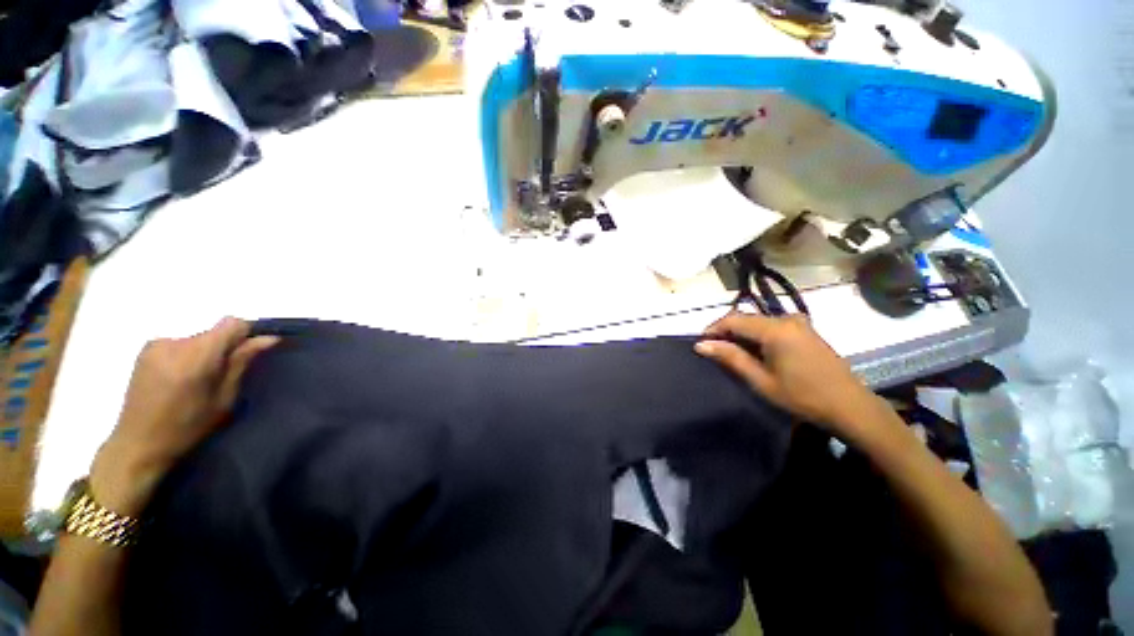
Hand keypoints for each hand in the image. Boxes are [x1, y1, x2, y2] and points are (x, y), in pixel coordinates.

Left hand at [89, 318, 278, 516]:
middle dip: (225, 348)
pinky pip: (181, 343)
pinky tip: (181, 379)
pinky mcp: (146, 350)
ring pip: (198, 338)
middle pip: (214, 332)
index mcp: (196, 356)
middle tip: (223, 376)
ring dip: (206, 353)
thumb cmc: (186, 428)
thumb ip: (241, 363)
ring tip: (199, 380)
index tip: (250, 352)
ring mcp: (156, 345)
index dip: (245, 334)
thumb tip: (267, 339)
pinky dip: (189, 355)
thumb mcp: (223, 399)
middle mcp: (174, 343)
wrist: (137, 445)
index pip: (232, 324)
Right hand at [695, 312, 882, 438]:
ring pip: (758, 322)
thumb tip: (701, 344)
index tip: (700, 344)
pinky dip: (757, 335)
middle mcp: (787, 319)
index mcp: (775, 329)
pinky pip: (772, 326)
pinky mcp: (805, 330)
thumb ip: (731, 358)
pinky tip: (754, 351)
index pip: (734, 320)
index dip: (713, 329)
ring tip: (730, 353)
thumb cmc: (802, 396)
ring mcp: (799, 323)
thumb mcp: (761, 380)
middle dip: (726, 332)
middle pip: (746, 318)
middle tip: (713, 350)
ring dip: (741, 334)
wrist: (850, 406)